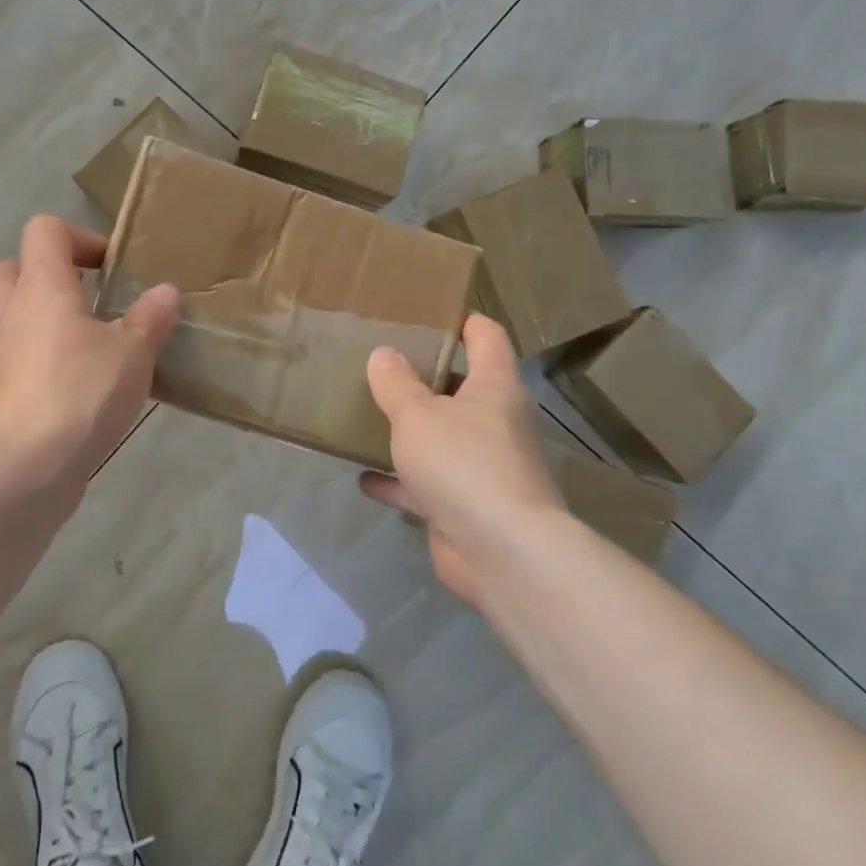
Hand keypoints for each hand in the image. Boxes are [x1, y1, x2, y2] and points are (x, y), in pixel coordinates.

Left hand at [0, 215, 179, 490]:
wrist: (23, 467)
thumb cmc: (81, 392)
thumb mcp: (133, 352)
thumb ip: (150, 318)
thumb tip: (165, 292)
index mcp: (41, 285)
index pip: (45, 230)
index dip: (79, 237)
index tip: (111, 268)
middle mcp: (10, 310)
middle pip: (11, 267)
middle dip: (47, 275)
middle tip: (86, 298)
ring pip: (12, 315)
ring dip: (45, 319)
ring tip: (92, 344)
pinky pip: (17, 356)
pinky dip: (42, 358)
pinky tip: (79, 384)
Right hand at [358, 314, 567, 602]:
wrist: (502, 553)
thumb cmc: (464, 463)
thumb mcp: (418, 415)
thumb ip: (396, 384)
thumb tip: (383, 354)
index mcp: (494, 388)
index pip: (487, 338)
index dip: (465, 321)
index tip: (432, 312)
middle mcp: (494, 424)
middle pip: (461, 389)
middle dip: (425, 378)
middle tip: (382, 364)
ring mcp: (482, 468)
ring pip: (441, 439)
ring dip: (409, 433)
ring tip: (368, 416)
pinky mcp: (464, 507)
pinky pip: (425, 486)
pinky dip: (398, 483)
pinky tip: (364, 478)